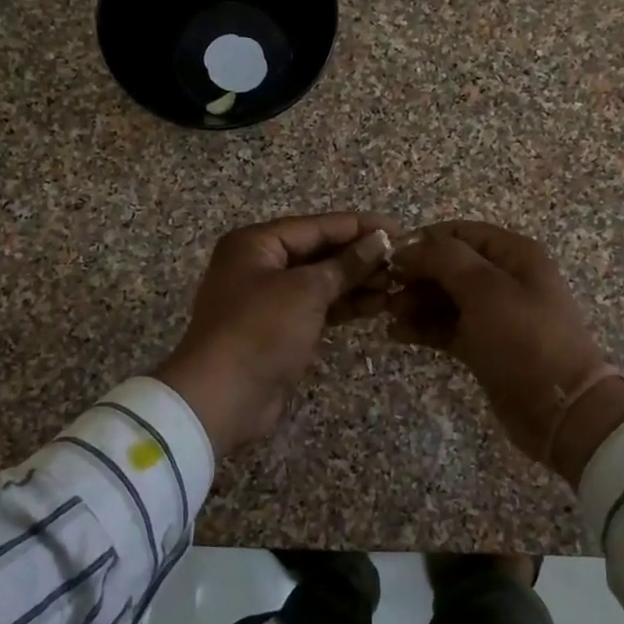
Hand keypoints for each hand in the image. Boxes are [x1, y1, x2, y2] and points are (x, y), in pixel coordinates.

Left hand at [154, 213, 397, 452]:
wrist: (221, 398)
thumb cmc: (261, 330)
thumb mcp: (306, 291)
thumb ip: (345, 264)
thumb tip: (380, 240)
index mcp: (256, 243)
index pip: (318, 226)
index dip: (360, 227)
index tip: (400, 230)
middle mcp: (260, 265)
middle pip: (319, 252)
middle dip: (360, 257)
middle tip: (402, 263)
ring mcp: (268, 299)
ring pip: (321, 281)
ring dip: (356, 282)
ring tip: (396, 286)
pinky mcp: (279, 329)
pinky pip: (317, 307)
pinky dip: (344, 305)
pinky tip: (376, 306)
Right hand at [387, 221, 623, 483]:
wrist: (560, 410)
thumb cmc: (524, 339)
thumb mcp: (485, 289)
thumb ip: (444, 259)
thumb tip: (408, 248)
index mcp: (514, 254)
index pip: (460, 233)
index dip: (424, 241)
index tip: (389, 259)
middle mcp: (504, 278)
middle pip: (450, 265)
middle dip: (416, 275)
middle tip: (384, 291)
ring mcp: (494, 314)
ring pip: (445, 297)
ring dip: (415, 302)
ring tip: (389, 315)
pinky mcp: (484, 345)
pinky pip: (447, 327)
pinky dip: (423, 327)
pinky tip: (397, 334)